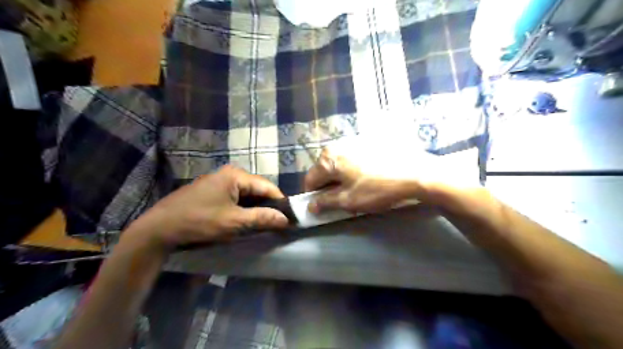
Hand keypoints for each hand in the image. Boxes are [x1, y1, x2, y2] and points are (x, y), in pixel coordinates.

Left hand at [130, 165, 289, 248]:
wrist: (158, 229)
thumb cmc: (199, 222)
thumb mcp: (234, 222)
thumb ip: (262, 218)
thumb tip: (286, 219)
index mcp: (236, 175)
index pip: (267, 186)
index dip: (280, 202)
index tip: (289, 218)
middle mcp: (228, 174)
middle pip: (257, 189)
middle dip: (267, 206)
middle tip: (276, 224)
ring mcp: (218, 182)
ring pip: (246, 195)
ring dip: (255, 209)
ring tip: (263, 224)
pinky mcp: (211, 192)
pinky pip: (234, 198)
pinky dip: (242, 209)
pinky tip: (244, 220)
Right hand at [305, 149, 414, 212]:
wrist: (415, 172)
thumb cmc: (377, 188)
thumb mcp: (348, 200)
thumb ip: (325, 202)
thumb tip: (310, 206)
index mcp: (328, 158)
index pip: (310, 180)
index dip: (313, 196)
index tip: (322, 207)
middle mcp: (337, 145)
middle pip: (324, 170)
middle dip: (329, 186)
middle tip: (343, 200)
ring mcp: (353, 141)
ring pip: (338, 165)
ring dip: (342, 178)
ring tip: (358, 189)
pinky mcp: (368, 142)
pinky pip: (352, 159)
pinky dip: (353, 170)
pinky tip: (368, 177)